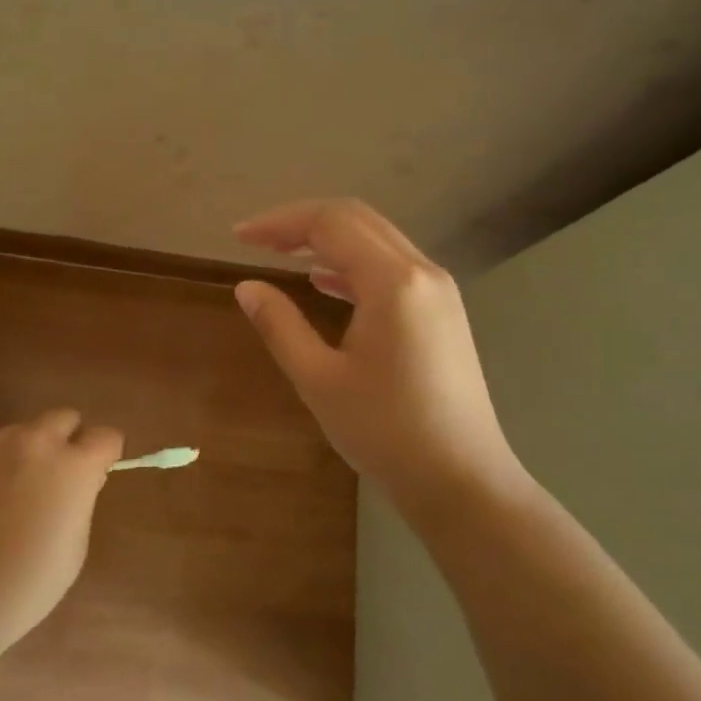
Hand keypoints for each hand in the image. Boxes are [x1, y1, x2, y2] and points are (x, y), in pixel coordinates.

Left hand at [0, 410, 123, 654]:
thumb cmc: (30, 582)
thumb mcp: (76, 544)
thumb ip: (81, 499)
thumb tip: (77, 482)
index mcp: (77, 467)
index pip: (107, 436)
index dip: (105, 453)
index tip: (97, 471)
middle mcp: (40, 441)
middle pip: (66, 417)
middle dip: (68, 440)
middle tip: (56, 474)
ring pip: (24, 427)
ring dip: (28, 447)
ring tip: (12, 481)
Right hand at [233, 198, 529, 506]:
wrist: (462, 480)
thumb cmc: (385, 431)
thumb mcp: (319, 379)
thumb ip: (280, 325)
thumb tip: (247, 287)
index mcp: (393, 282)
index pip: (330, 223)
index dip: (279, 222)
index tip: (239, 236)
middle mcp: (422, 272)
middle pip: (356, 220)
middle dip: (302, 223)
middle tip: (256, 240)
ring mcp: (439, 291)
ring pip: (377, 240)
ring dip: (328, 239)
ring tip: (281, 253)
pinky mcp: (443, 312)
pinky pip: (392, 266)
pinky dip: (353, 263)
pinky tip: (324, 281)